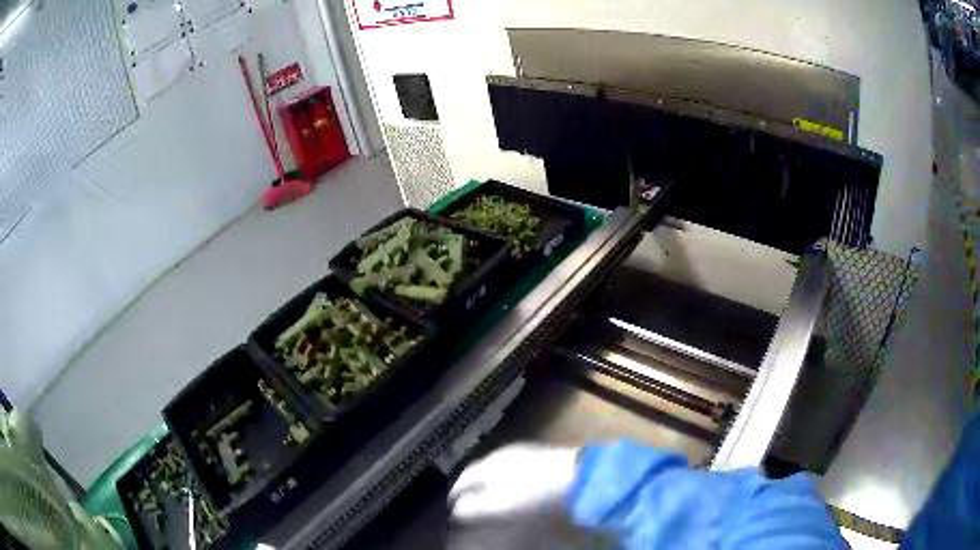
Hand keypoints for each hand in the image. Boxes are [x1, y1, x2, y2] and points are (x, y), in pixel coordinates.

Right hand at [448, 443, 579, 521]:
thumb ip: (472, 508)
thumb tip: (456, 511)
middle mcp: (503, 453)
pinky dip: (508, 483)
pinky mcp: (543, 458)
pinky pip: (516, 471)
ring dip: (490, 486)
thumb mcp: (496, 505)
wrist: (580, 477)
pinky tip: (516, 493)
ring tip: (490, 502)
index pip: (463, 479)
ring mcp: (525, 453)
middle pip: (479, 472)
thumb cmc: (532, 492)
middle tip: (467, 506)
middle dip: (472, 489)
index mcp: (488, 462)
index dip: (455, 495)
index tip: (450, 509)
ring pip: (498, 471)